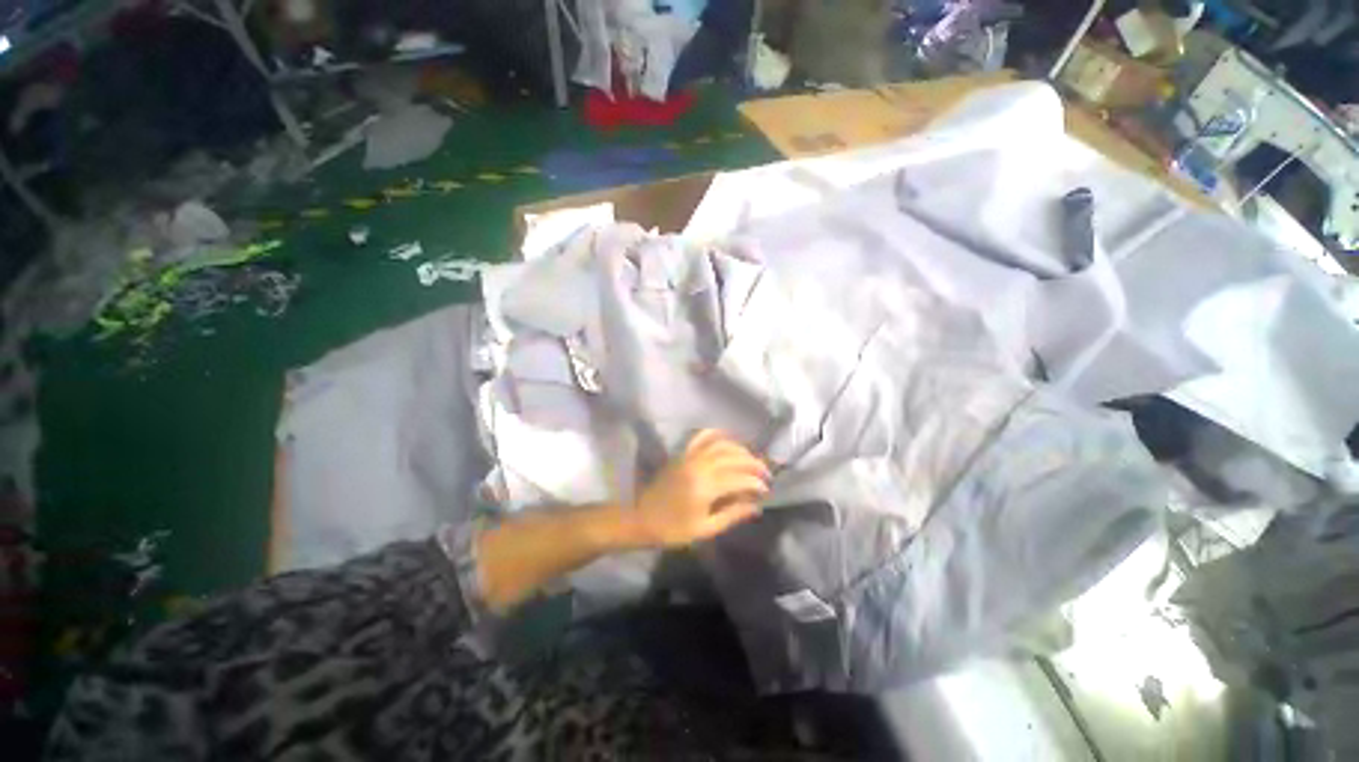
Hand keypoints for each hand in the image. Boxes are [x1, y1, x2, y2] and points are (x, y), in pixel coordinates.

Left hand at [628, 429, 770, 547]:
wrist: (641, 519)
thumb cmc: (672, 530)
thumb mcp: (704, 529)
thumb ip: (731, 515)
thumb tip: (755, 507)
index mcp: (705, 488)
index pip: (739, 478)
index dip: (755, 483)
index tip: (766, 490)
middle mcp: (699, 466)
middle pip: (733, 457)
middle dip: (753, 463)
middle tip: (765, 474)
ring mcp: (689, 457)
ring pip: (721, 444)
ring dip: (739, 449)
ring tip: (750, 459)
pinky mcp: (681, 454)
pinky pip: (701, 438)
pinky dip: (716, 434)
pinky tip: (727, 438)